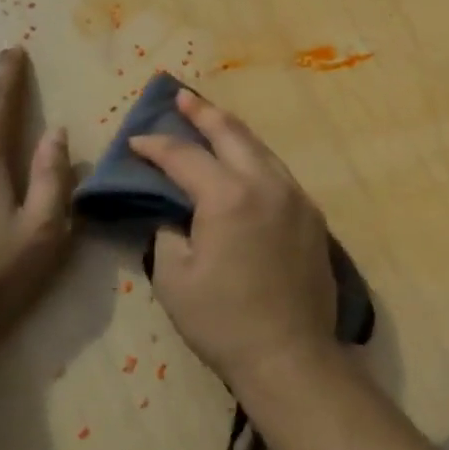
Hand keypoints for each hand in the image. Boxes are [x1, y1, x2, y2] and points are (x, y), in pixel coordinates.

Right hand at [128, 89, 338, 388]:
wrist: (289, 351)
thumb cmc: (223, 319)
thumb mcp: (175, 277)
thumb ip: (169, 231)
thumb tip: (175, 213)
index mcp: (229, 196)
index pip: (186, 157)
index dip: (157, 146)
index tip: (136, 141)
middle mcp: (267, 184)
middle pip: (232, 135)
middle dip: (203, 114)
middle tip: (181, 98)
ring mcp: (296, 196)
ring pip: (261, 150)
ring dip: (234, 132)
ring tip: (212, 120)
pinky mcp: (312, 214)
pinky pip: (279, 173)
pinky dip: (256, 159)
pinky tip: (245, 162)